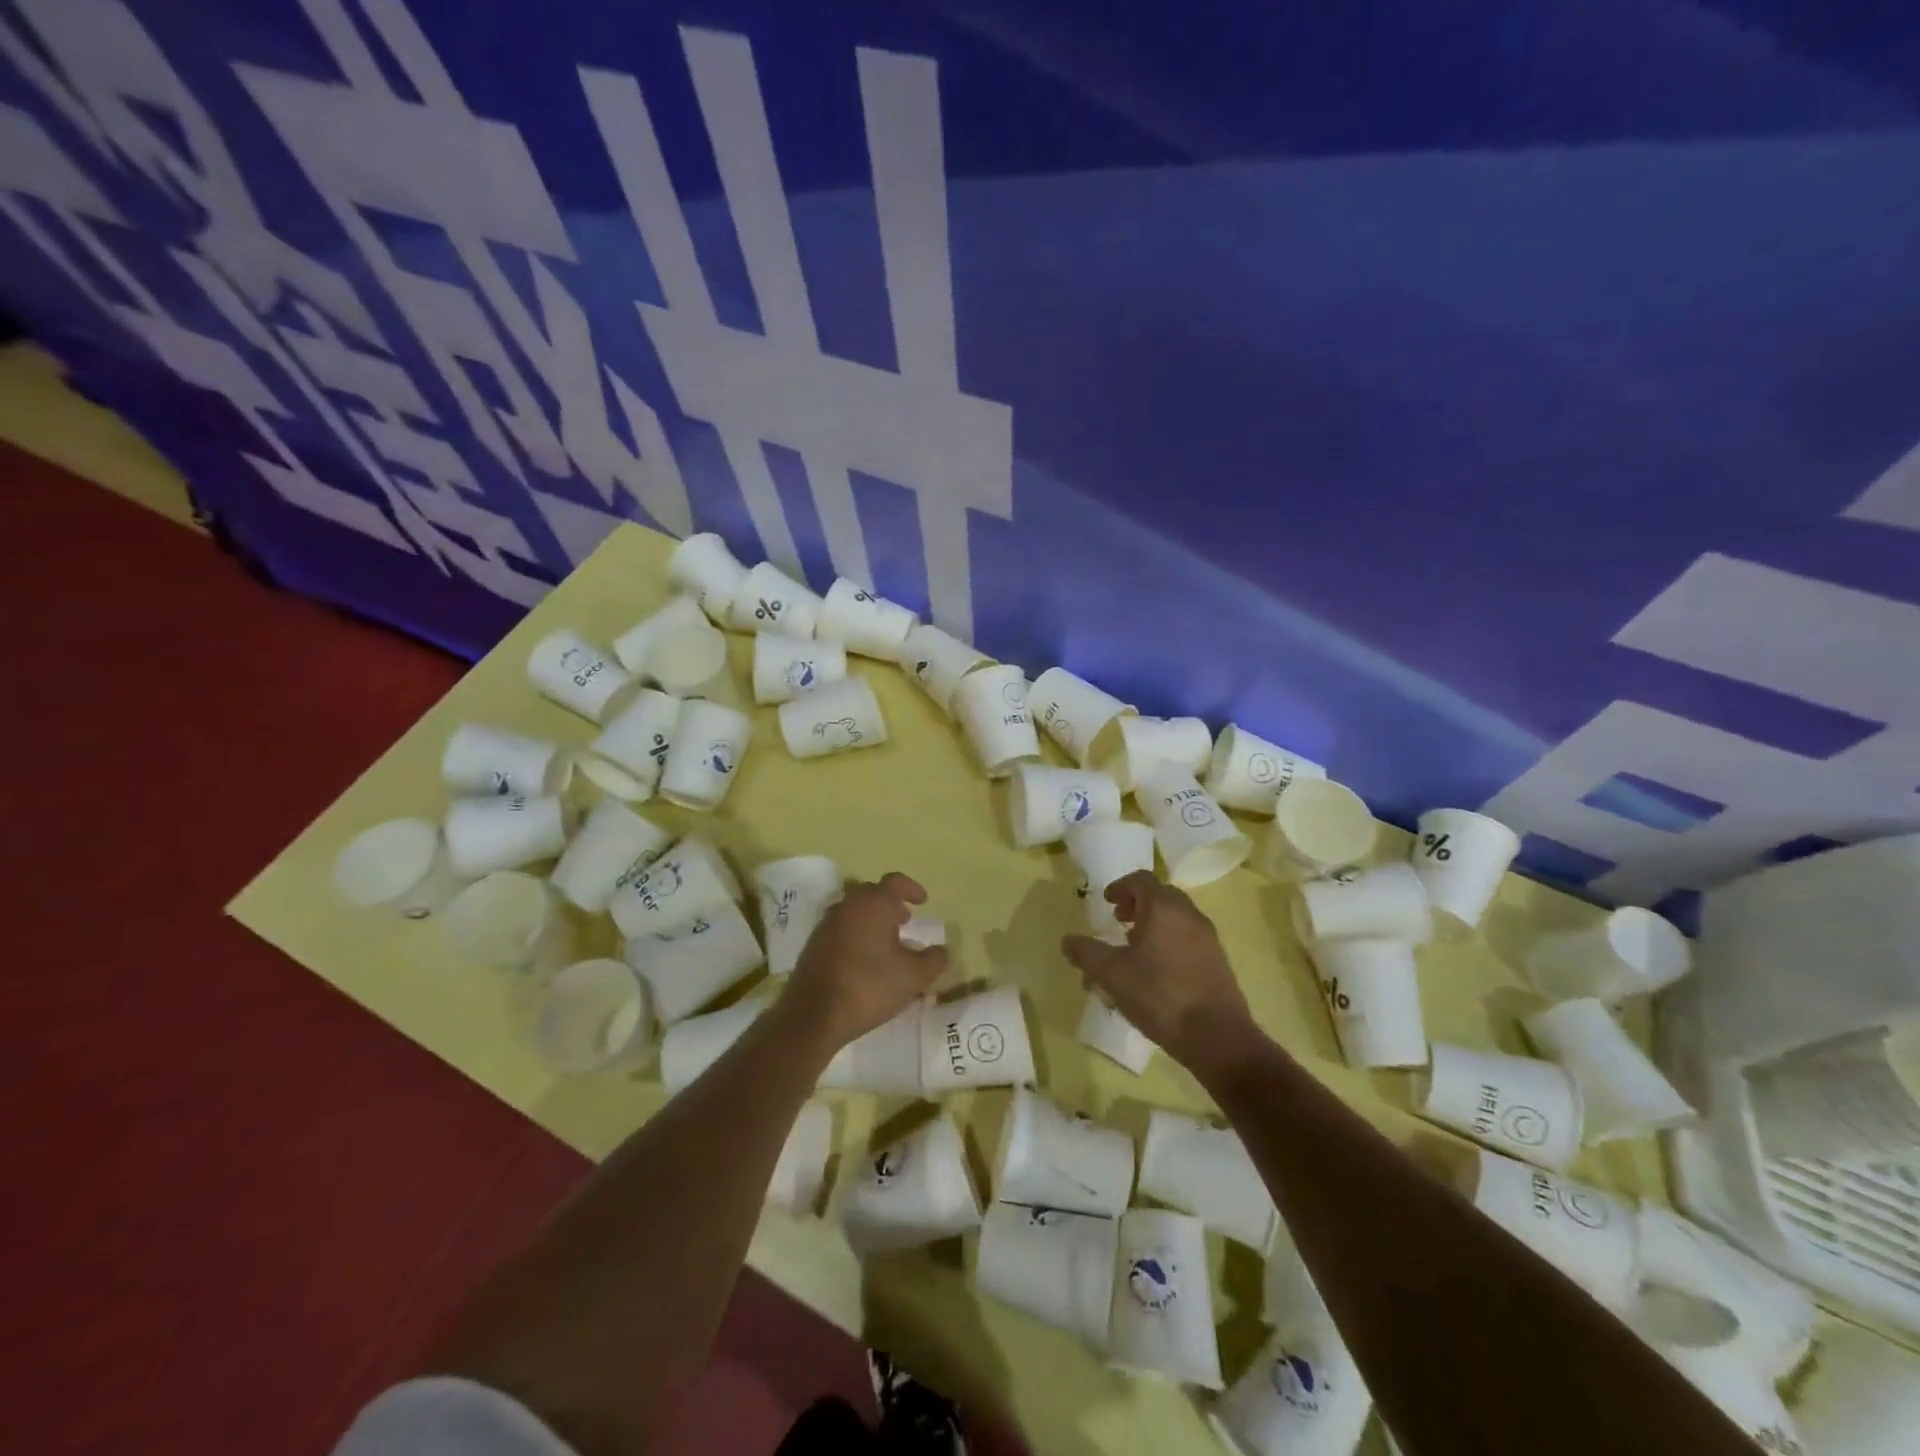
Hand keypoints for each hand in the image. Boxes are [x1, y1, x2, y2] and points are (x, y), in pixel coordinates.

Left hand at [783, 873, 947, 1052]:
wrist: (813, 1014)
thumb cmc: (869, 987)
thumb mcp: (913, 977)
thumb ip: (933, 960)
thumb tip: (941, 950)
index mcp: (874, 904)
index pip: (895, 882)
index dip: (912, 889)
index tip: (923, 902)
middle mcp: (848, 905)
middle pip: (872, 893)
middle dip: (890, 903)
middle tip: (905, 921)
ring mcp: (827, 923)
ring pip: (854, 910)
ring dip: (871, 919)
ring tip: (886, 942)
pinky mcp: (813, 943)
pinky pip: (840, 928)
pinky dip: (855, 934)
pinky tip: (864, 959)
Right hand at [1062, 870, 1259, 1074]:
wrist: (1217, 1037)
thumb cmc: (1159, 995)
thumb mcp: (1111, 974)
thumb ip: (1086, 953)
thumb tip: (1067, 940)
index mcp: (1164, 907)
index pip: (1141, 880)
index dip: (1120, 887)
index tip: (1107, 902)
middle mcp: (1189, 914)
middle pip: (1161, 895)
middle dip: (1137, 904)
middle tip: (1119, 922)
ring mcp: (1208, 937)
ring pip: (1176, 917)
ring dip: (1154, 923)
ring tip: (1135, 948)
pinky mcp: (1218, 961)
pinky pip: (1188, 937)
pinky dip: (1170, 940)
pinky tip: (1158, 970)